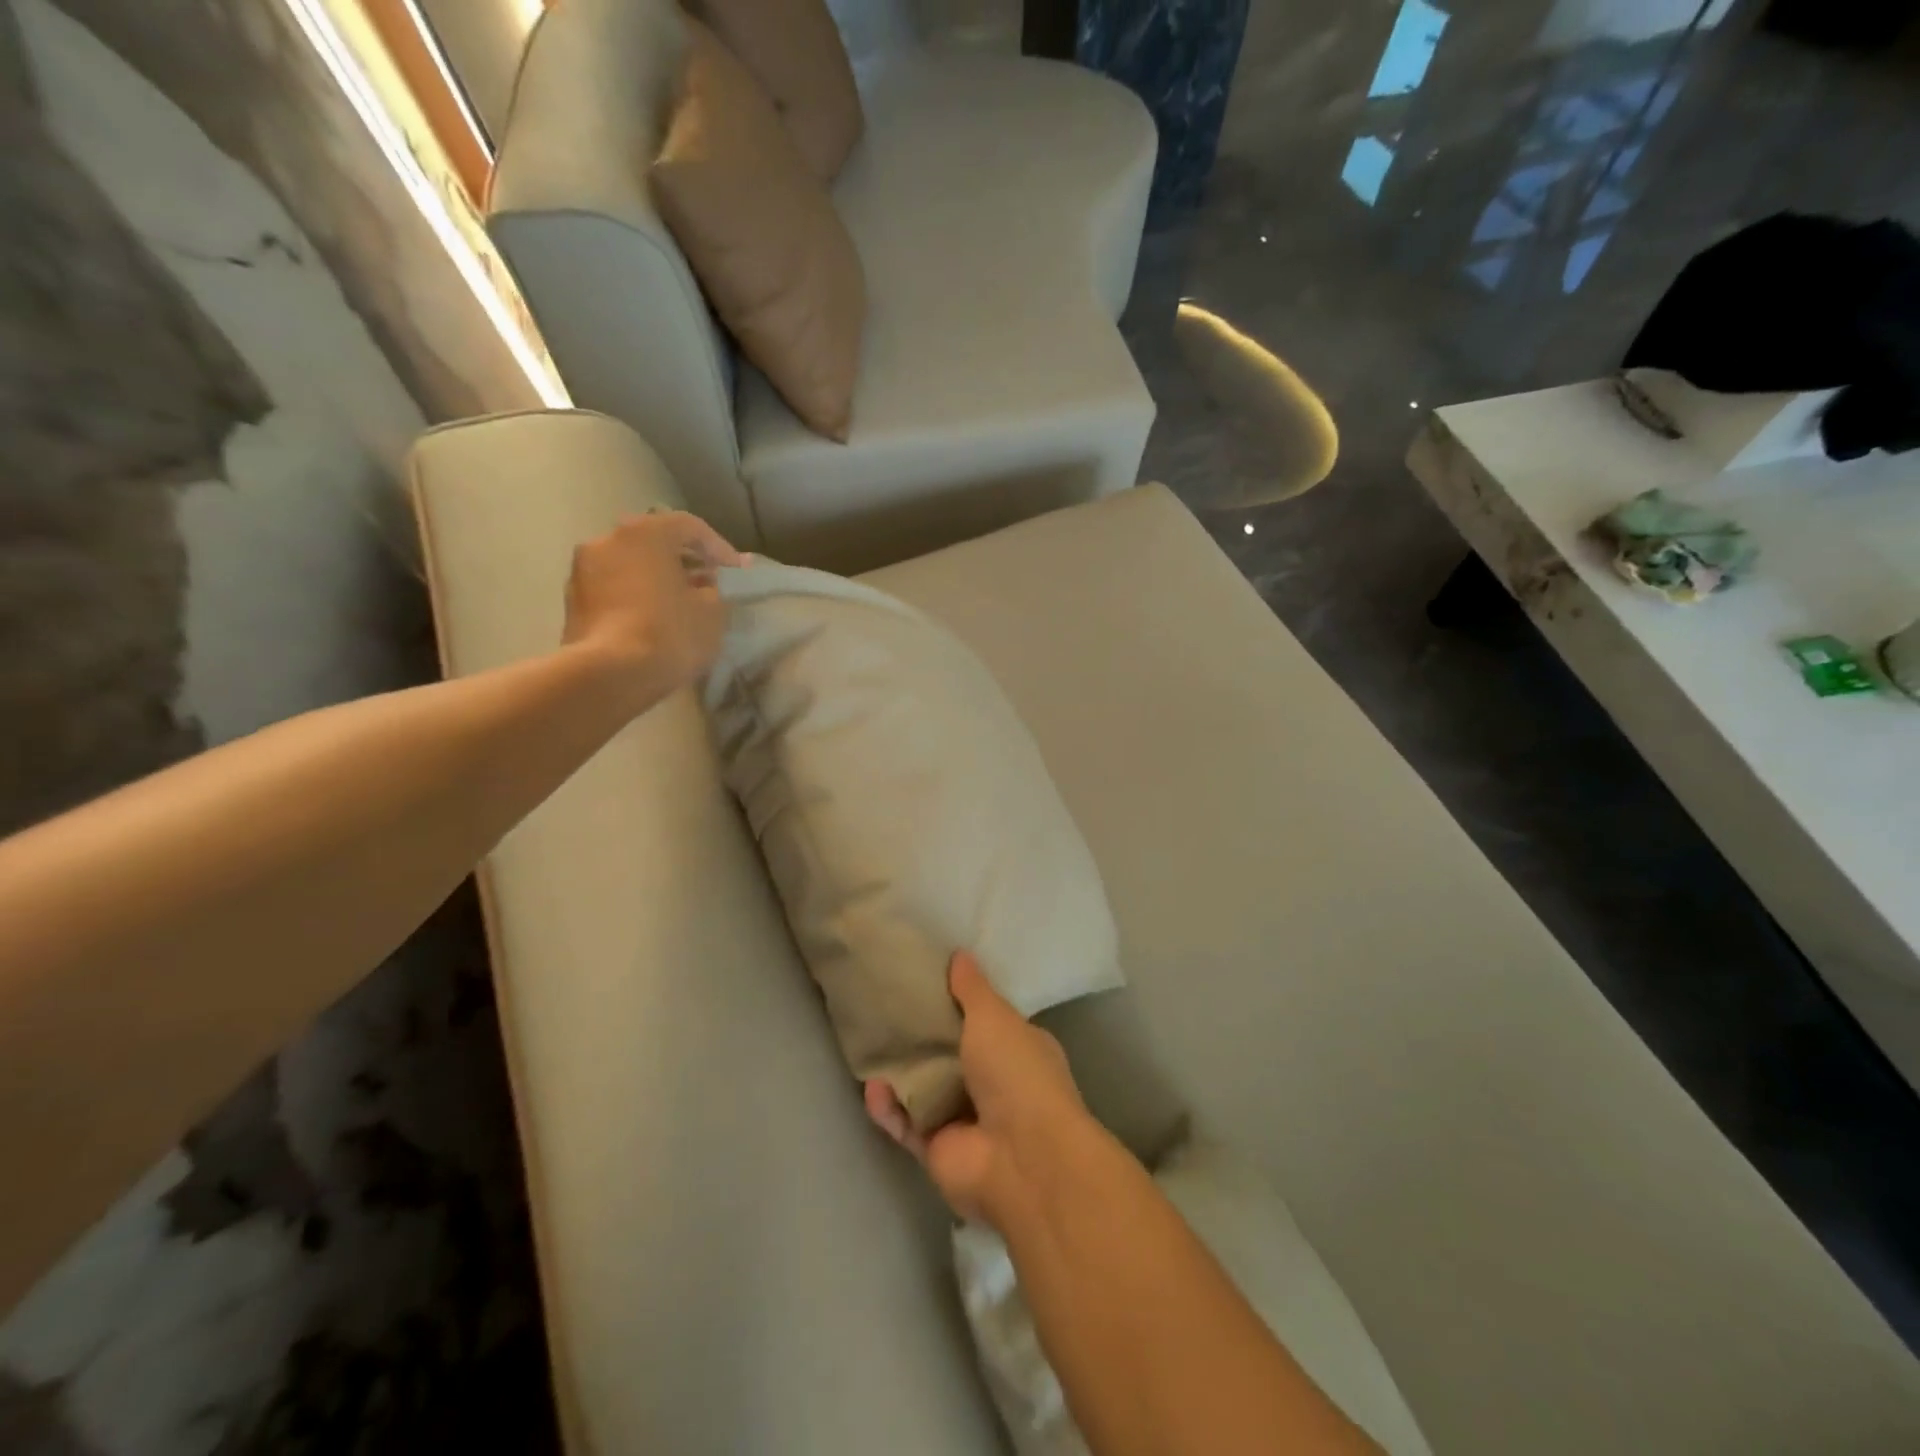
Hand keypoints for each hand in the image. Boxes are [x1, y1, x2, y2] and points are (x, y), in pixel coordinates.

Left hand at [562, 512, 745, 699]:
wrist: (609, 675)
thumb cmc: (669, 633)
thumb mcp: (712, 611)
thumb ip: (715, 588)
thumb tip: (706, 584)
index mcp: (645, 532)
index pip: (690, 527)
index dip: (719, 548)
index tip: (736, 572)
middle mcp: (607, 539)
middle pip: (655, 542)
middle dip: (684, 562)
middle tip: (707, 585)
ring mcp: (582, 569)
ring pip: (631, 566)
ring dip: (656, 579)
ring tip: (679, 606)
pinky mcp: (572, 601)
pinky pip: (614, 589)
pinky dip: (635, 597)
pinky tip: (652, 621)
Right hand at [865, 951, 1091, 1227]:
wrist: (1021, 1158)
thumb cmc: (1017, 1073)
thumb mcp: (995, 1017)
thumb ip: (972, 989)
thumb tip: (959, 954)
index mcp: (1018, 1050)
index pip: (987, 1021)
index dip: (960, 1003)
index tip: (928, 982)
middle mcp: (994, 1085)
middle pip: (951, 1055)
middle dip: (923, 1037)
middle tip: (887, 1008)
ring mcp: (966, 1121)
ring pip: (925, 1090)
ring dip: (901, 1072)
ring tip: (872, 1044)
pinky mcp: (938, 1151)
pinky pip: (907, 1124)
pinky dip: (889, 1108)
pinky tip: (872, 1088)